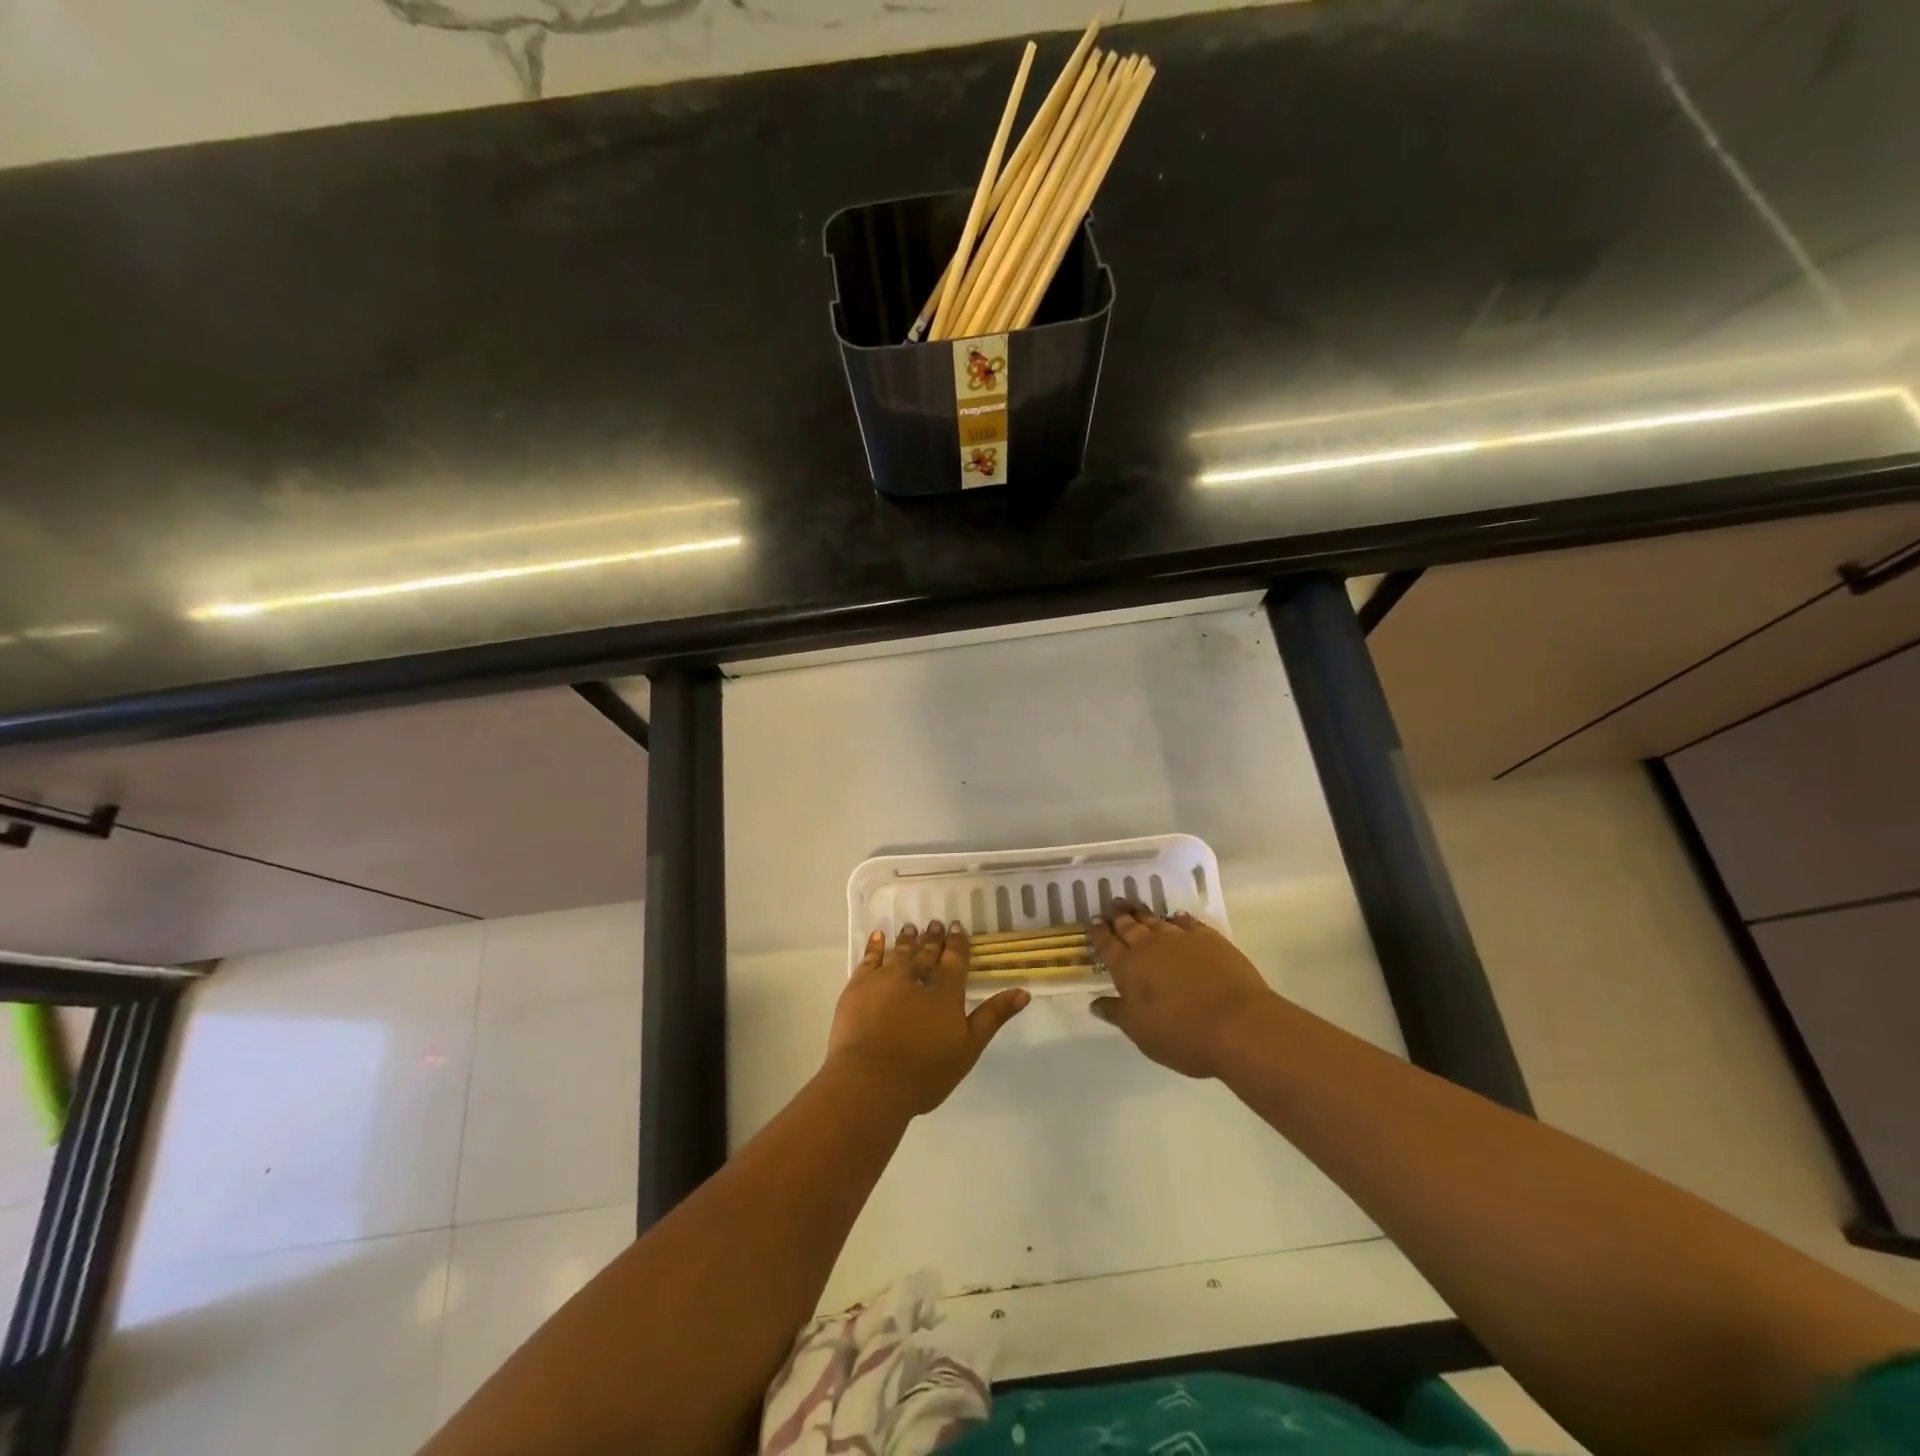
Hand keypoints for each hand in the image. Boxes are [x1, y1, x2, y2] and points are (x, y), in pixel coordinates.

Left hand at [827, 921, 1029, 1115]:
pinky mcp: (858, 986)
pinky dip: (875, 946)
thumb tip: (1023, 991)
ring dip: (907, 939)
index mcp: (945, 991)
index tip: (957, 927)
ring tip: (910, 927)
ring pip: (899, 952)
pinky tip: (878, 936)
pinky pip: (869, 958)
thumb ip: (993, 1017)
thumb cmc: (924, 1071)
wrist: (870, 1080)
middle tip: (936, 923)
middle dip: (933, 938)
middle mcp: (916, 976)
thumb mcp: (968, 1048)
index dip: (957, 943)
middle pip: (926, 952)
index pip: (954, 959)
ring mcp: (885, 979)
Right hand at [1090, 902, 1282, 1078]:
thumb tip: (1095, 1002)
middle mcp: (1149, 947)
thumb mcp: (1141, 1032)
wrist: (1237, 1024)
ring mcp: (1180, 939)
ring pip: (1155, 920)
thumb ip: (1117, 1013)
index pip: (1107, 945)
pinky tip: (1175, 917)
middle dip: (1118, 915)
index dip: (1098, 933)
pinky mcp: (1209, 938)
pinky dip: (1177, 918)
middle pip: (1129, 926)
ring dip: (1142, 913)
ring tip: (1134, 906)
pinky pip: (1187, 922)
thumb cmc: (1181, 1035)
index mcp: (1128, 968)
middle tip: (1111, 904)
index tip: (1092, 921)